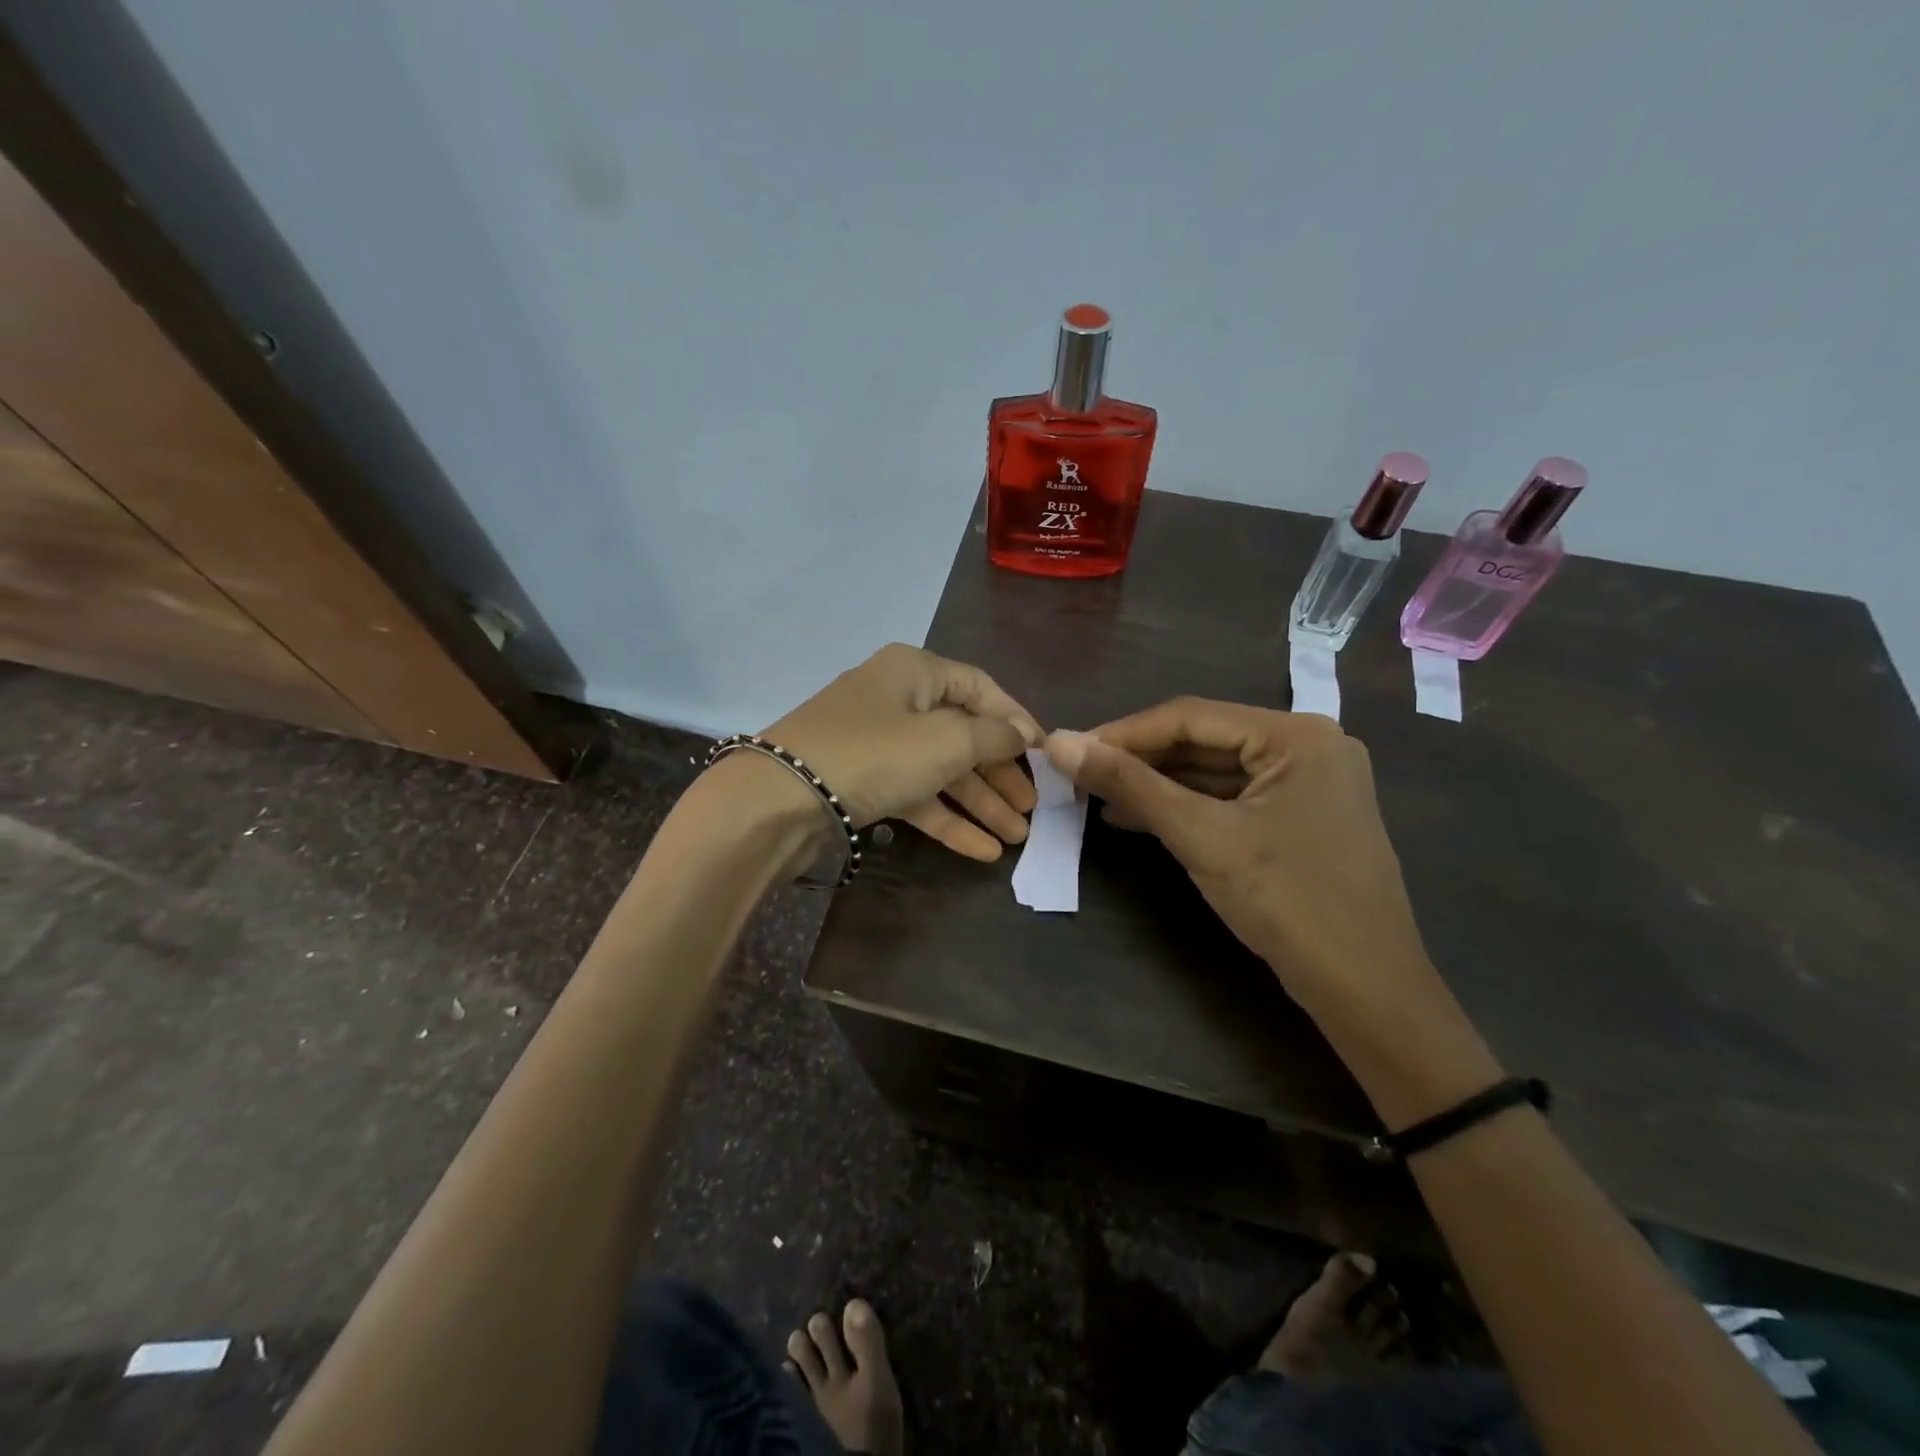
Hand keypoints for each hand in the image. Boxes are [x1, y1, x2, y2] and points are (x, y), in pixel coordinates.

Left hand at [758, 644, 1043, 860]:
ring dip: (980, 802)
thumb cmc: (874, 754)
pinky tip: (983, 851)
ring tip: (1018, 837)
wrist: (780, 800)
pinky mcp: (863, 782)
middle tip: (1034, 808)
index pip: (981, 688)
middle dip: (1000, 774)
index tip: (1046, 755)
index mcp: (915, 670)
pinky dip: (947, 819)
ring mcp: (877, 743)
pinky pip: (916, 795)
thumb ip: (993, 737)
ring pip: (941, 769)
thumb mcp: (946, 741)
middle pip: (963, 734)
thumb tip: (1021, 734)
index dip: (1017, 720)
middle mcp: (897, 699)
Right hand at [1044, 699, 1432, 1028]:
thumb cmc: (1287, 901)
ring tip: (1098, 796)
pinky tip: (1139, 817)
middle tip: (1080, 774)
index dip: (1123, 733)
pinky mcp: (1301, 818)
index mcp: (1296, 735)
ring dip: (1158, 783)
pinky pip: (1232, 798)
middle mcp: (1308, 746)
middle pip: (1204, 739)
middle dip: (1139, 759)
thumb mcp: (1201, 836)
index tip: (1069, 750)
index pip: (1191, 716)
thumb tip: (1057, 742)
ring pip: (1215, 770)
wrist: (1366, 990)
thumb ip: (1129, 784)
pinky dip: (1187, 806)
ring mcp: (1309, 784)